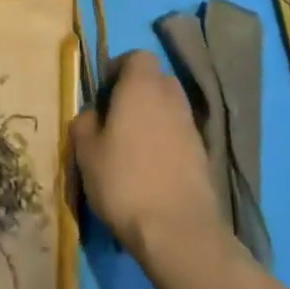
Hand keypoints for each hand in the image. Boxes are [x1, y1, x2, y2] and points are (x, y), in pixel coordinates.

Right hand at [70, 50, 222, 260]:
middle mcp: (171, 98)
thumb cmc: (124, 181)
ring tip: (131, 147)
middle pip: (156, 80)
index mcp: (142, 87)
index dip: (119, 68)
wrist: (178, 232)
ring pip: (169, 108)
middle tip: (116, 117)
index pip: (137, 56)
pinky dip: (166, 142)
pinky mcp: (204, 156)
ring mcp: (192, 127)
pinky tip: (150, 170)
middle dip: (137, 92)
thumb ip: (85, 122)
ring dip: (152, 118)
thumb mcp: (86, 151)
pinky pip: (179, 135)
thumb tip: (94, 115)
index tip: (103, 92)